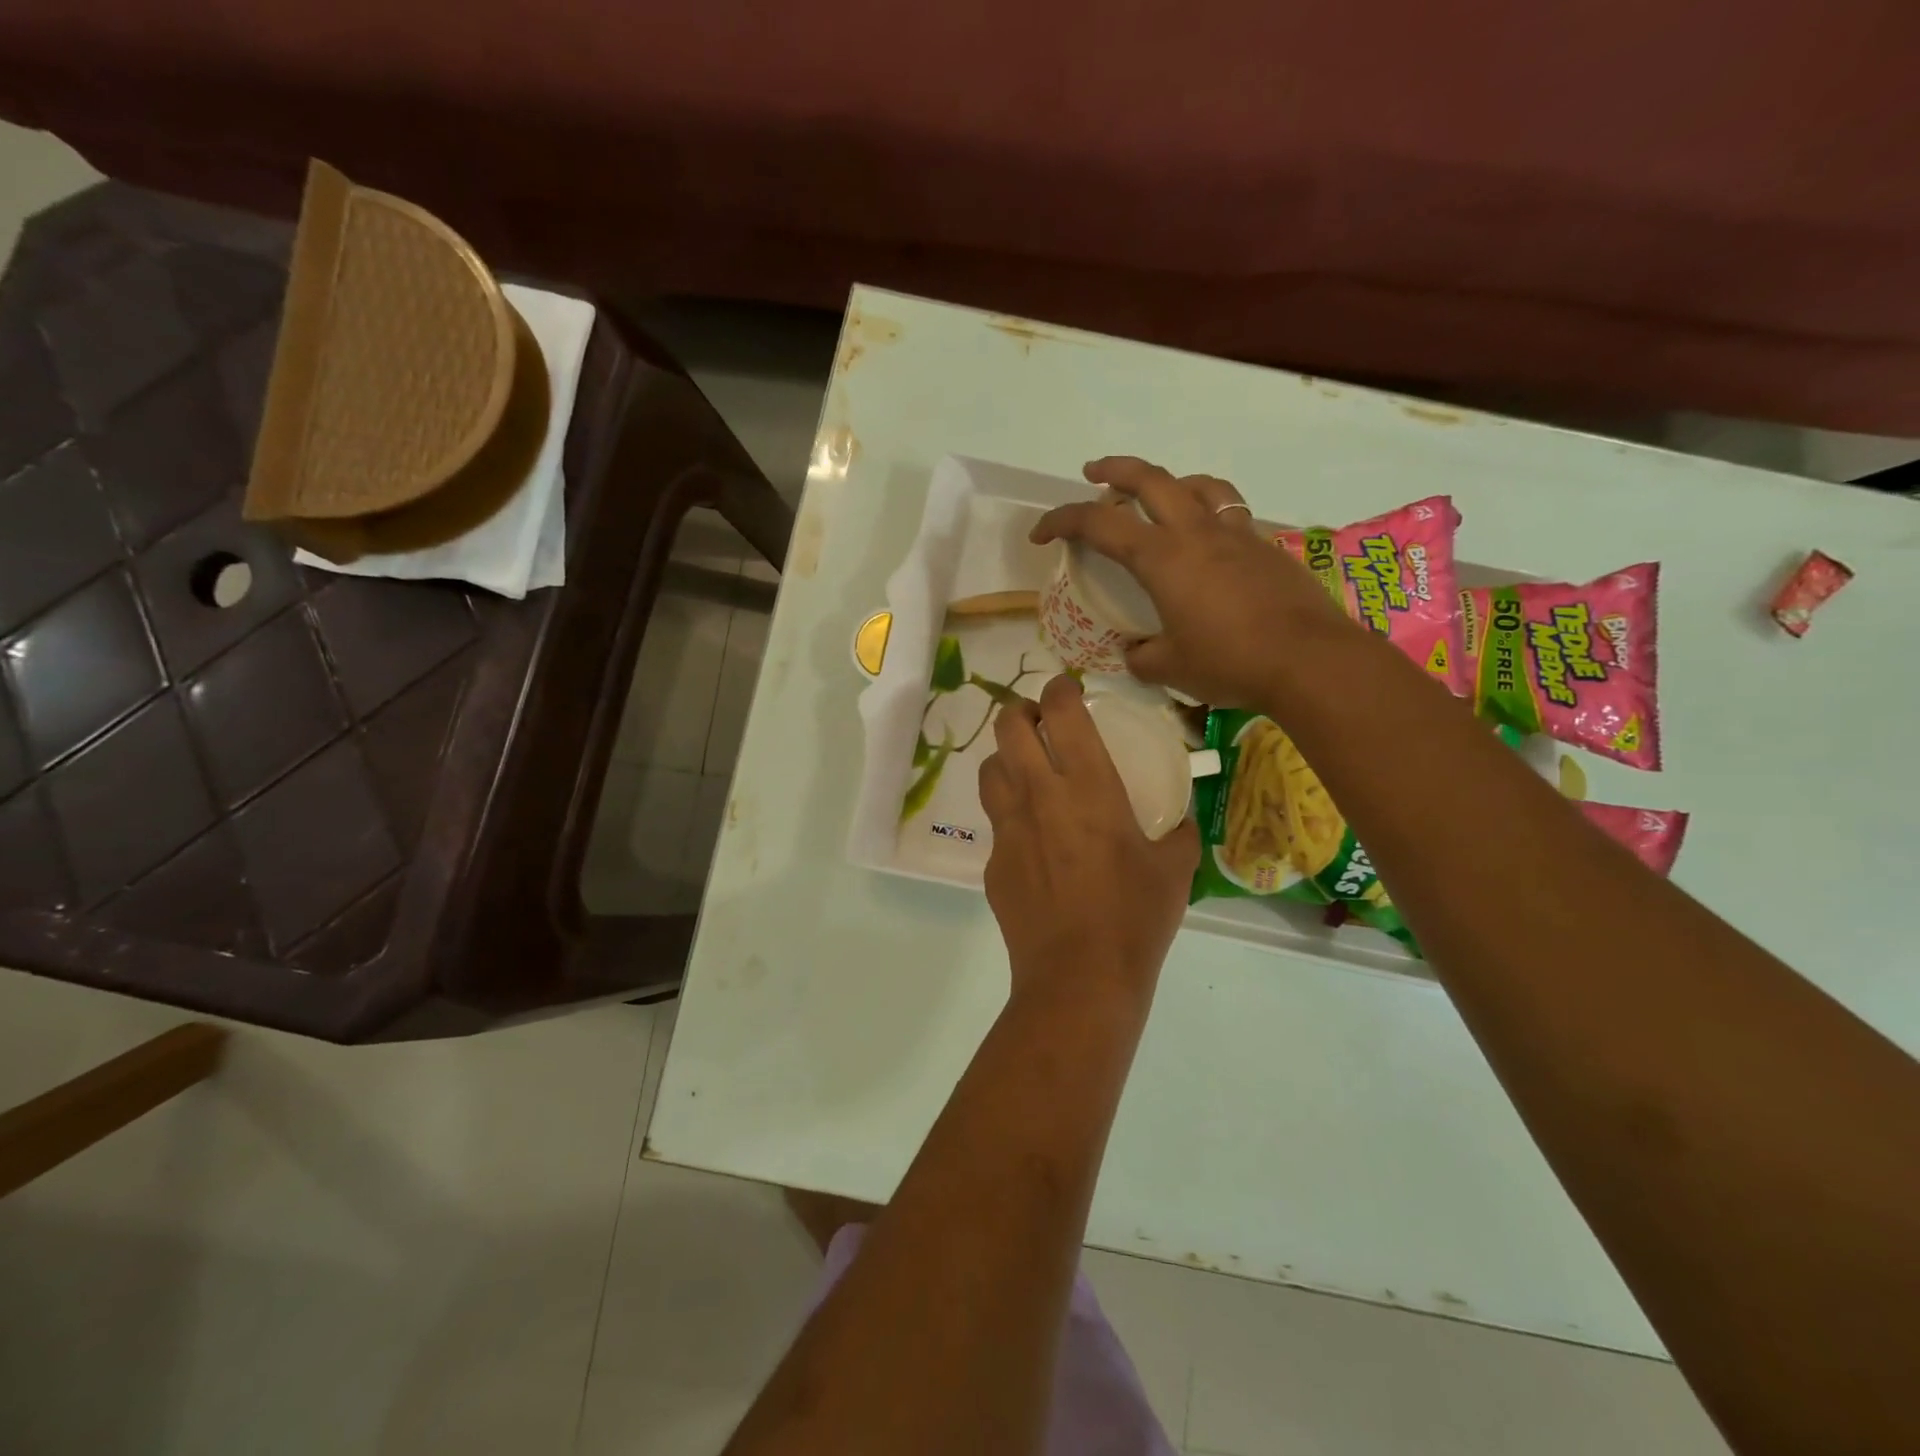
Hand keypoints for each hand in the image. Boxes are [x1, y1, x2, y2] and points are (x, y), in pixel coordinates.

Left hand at [979, 675, 1198, 1005]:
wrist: (1080, 977)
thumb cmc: (1135, 916)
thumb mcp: (1175, 869)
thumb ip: (1181, 833)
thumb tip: (1184, 820)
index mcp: (1087, 785)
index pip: (1060, 711)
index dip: (1059, 689)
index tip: (1066, 689)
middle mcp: (1039, 794)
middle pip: (1008, 727)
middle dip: (1020, 711)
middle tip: (1037, 719)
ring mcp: (1008, 828)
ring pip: (989, 769)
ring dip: (1005, 757)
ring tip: (1025, 769)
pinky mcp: (993, 862)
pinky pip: (996, 822)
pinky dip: (1009, 813)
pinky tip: (1032, 839)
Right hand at [1031, 456, 1350, 708]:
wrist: (1310, 661)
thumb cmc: (1230, 662)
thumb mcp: (1170, 668)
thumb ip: (1142, 657)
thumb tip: (1134, 653)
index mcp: (1162, 557)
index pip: (1099, 524)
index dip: (1062, 521)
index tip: (1041, 534)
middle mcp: (1196, 533)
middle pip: (1150, 479)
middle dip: (1114, 470)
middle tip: (1093, 474)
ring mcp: (1236, 534)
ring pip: (1198, 485)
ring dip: (1169, 482)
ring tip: (1160, 496)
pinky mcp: (1266, 547)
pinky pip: (1230, 513)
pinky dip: (1208, 513)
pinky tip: (1209, 543)